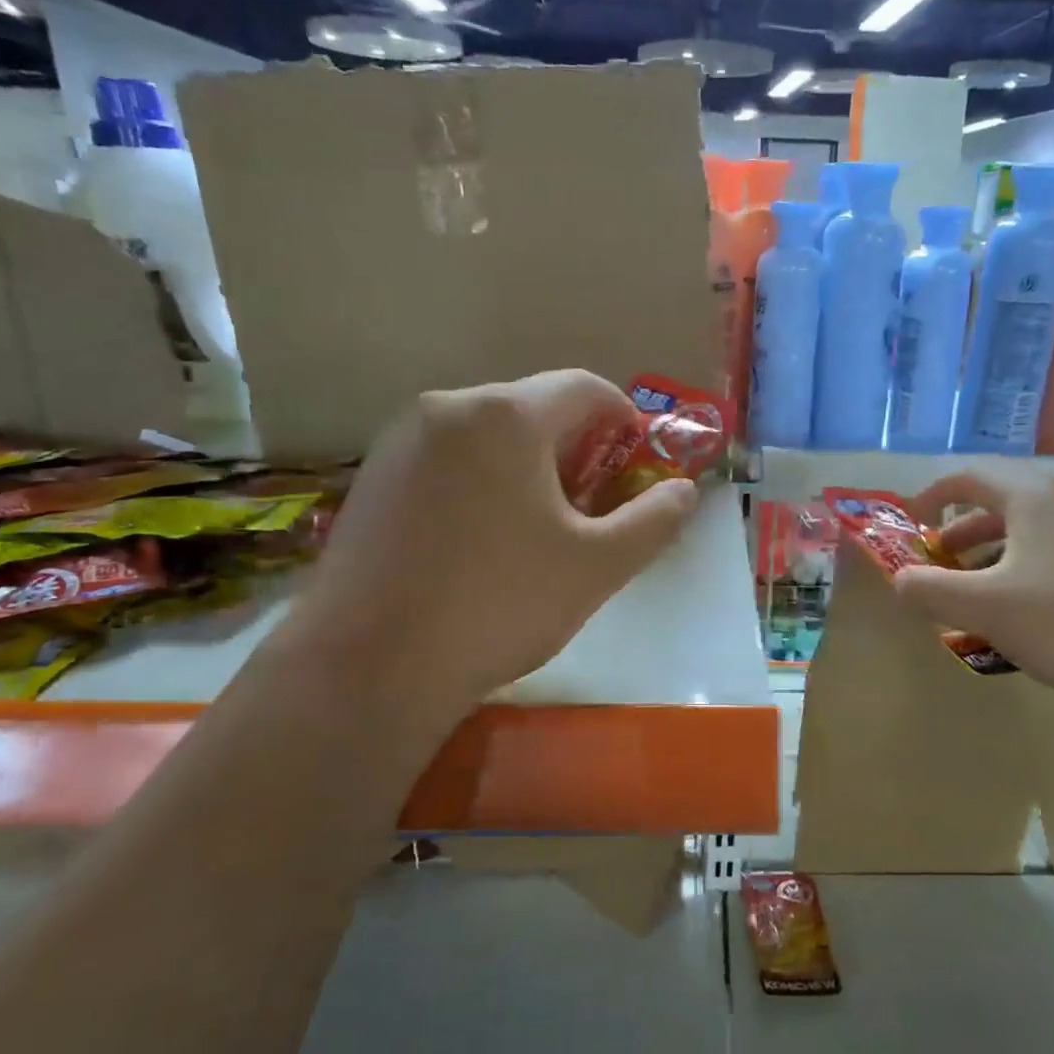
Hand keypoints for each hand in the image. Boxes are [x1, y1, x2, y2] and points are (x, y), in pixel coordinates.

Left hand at [290, 370, 698, 727]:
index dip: (623, 418)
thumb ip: (653, 520)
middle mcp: (448, 407)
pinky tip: (478, 540)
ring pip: (486, 435)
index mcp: (507, 415)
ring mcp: (399, 441)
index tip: (636, 460)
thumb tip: (685, 491)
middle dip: (574, 448)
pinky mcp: (371, 477)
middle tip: (591, 506)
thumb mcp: (597, 565)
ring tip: (535, 527)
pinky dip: (479, 481)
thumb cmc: (499, 604)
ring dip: (525, 466)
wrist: (369, 665)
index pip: (583, 388)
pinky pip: (446, 460)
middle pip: (531, 409)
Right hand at [891, 469, 1053, 706]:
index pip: (972, 475)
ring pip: (1032, 530)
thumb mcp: (982, 608)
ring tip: (974, 591)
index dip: (933, 494)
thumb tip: (900, 581)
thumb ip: (928, 590)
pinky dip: (1024, 568)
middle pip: (1002, 501)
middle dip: (961, 530)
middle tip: (937, 561)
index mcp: (1036, 498)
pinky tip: (1022, 611)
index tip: (911, 522)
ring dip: (992, 553)